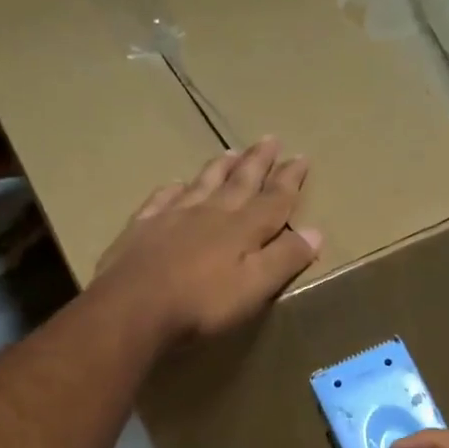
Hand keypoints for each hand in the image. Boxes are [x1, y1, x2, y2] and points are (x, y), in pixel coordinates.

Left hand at [93, 137, 321, 344]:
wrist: (133, 308)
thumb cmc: (201, 304)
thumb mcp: (255, 287)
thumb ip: (284, 258)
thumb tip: (315, 231)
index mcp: (242, 228)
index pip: (273, 199)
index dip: (289, 180)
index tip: (301, 157)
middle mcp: (210, 213)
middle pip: (239, 182)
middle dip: (258, 162)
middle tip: (270, 139)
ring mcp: (173, 217)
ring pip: (202, 183)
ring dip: (220, 168)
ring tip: (232, 152)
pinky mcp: (142, 228)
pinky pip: (162, 199)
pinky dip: (173, 189)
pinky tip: (176, 184)